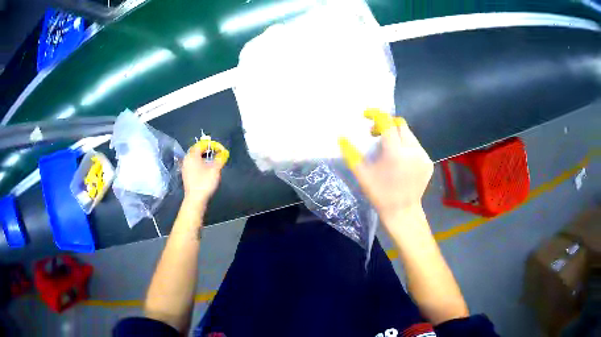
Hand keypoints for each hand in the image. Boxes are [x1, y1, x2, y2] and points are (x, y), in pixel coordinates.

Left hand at [181, 146, 224, 207]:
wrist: (195, 199)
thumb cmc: (205, 182)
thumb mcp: (215, 169)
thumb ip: (220, 159)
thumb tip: (224, 153)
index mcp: (192, 155)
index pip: (202, 144)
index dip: (212, 145)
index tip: (220, 149)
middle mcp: (187, 159)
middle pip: (197, 150)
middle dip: (207, 151)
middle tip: (217, 153)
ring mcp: (185, 167)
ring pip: (195, 158)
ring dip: (203, 157)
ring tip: (213, 161)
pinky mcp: (186, 175)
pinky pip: (193, 164)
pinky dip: (200, 163)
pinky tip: (206, 169)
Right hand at [339, 110, 432, 221]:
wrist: (403, 212)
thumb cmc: (380, 194)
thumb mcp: (362, 175)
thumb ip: (351, 154)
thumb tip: (341, 137)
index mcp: (395, 153)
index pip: (386, 122)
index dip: (375, 114)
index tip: (366, 115)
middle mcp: (413, 150)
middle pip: (400, 124)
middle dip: (386, 125)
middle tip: (375, 135)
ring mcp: (423, 156)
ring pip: (409, 134)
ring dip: (396, 136)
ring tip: (388, 150)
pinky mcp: (429, 162)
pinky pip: (416, 146)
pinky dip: (406, 147)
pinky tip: (400, 161)